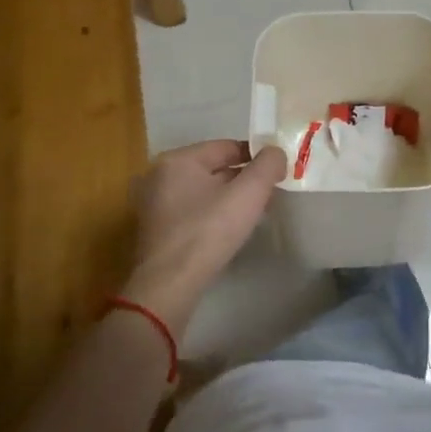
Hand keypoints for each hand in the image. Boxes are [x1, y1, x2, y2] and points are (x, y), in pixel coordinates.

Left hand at [126, 140, 286, 333]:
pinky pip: (192, 210)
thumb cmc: (209, 231)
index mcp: (178, 159)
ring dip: (229, 198)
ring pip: (203, 191)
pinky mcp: (155, 229)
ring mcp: (153, 203)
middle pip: (213, 168)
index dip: (256, 157)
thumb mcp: (249, 193)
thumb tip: (276, 152)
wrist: (170, 285)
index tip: (277, 172)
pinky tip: (230, 230)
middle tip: (269, 194)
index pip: (226, 147)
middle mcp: (160, 175)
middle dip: (243, 179)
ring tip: (255, 213)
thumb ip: (268, 165)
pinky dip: (212, 214)